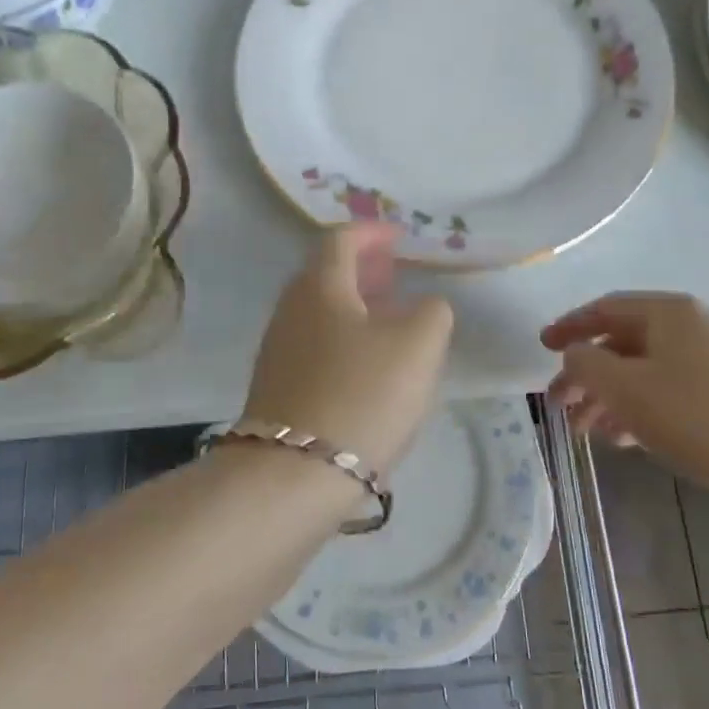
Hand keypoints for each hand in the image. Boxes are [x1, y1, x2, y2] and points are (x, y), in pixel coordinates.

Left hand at [244, 223, 454, 469]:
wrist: (294, 474)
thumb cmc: (363, 395)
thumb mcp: (419, 345)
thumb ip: (432, 312)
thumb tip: (424, 307)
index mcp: (321, 286)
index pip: (341, 239)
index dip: (372, 233)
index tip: (399, 238)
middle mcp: (291, 309)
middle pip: (326, 274)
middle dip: (363, 269)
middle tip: (396, 276)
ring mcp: (278, 350)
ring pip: (320, 312)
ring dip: (354, 306)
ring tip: (389, 322)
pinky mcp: (277, 387)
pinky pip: (314, 344)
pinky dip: (343, 338)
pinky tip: (367, 366)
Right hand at [542, 293, 708, 493]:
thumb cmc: (701, 417)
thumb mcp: (628, 389)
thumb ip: (588, 364)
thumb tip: (576, 352)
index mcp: (667, 312)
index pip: (604, 308)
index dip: (569, 327)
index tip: (541, 347)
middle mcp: (693, 325)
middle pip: (625, 341)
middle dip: (588, 374)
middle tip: (561, 407)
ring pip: (648, 370)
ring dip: (613, 397)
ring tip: (592, 432)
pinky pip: (673, 389)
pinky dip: (644, 407)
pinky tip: (631, 438)